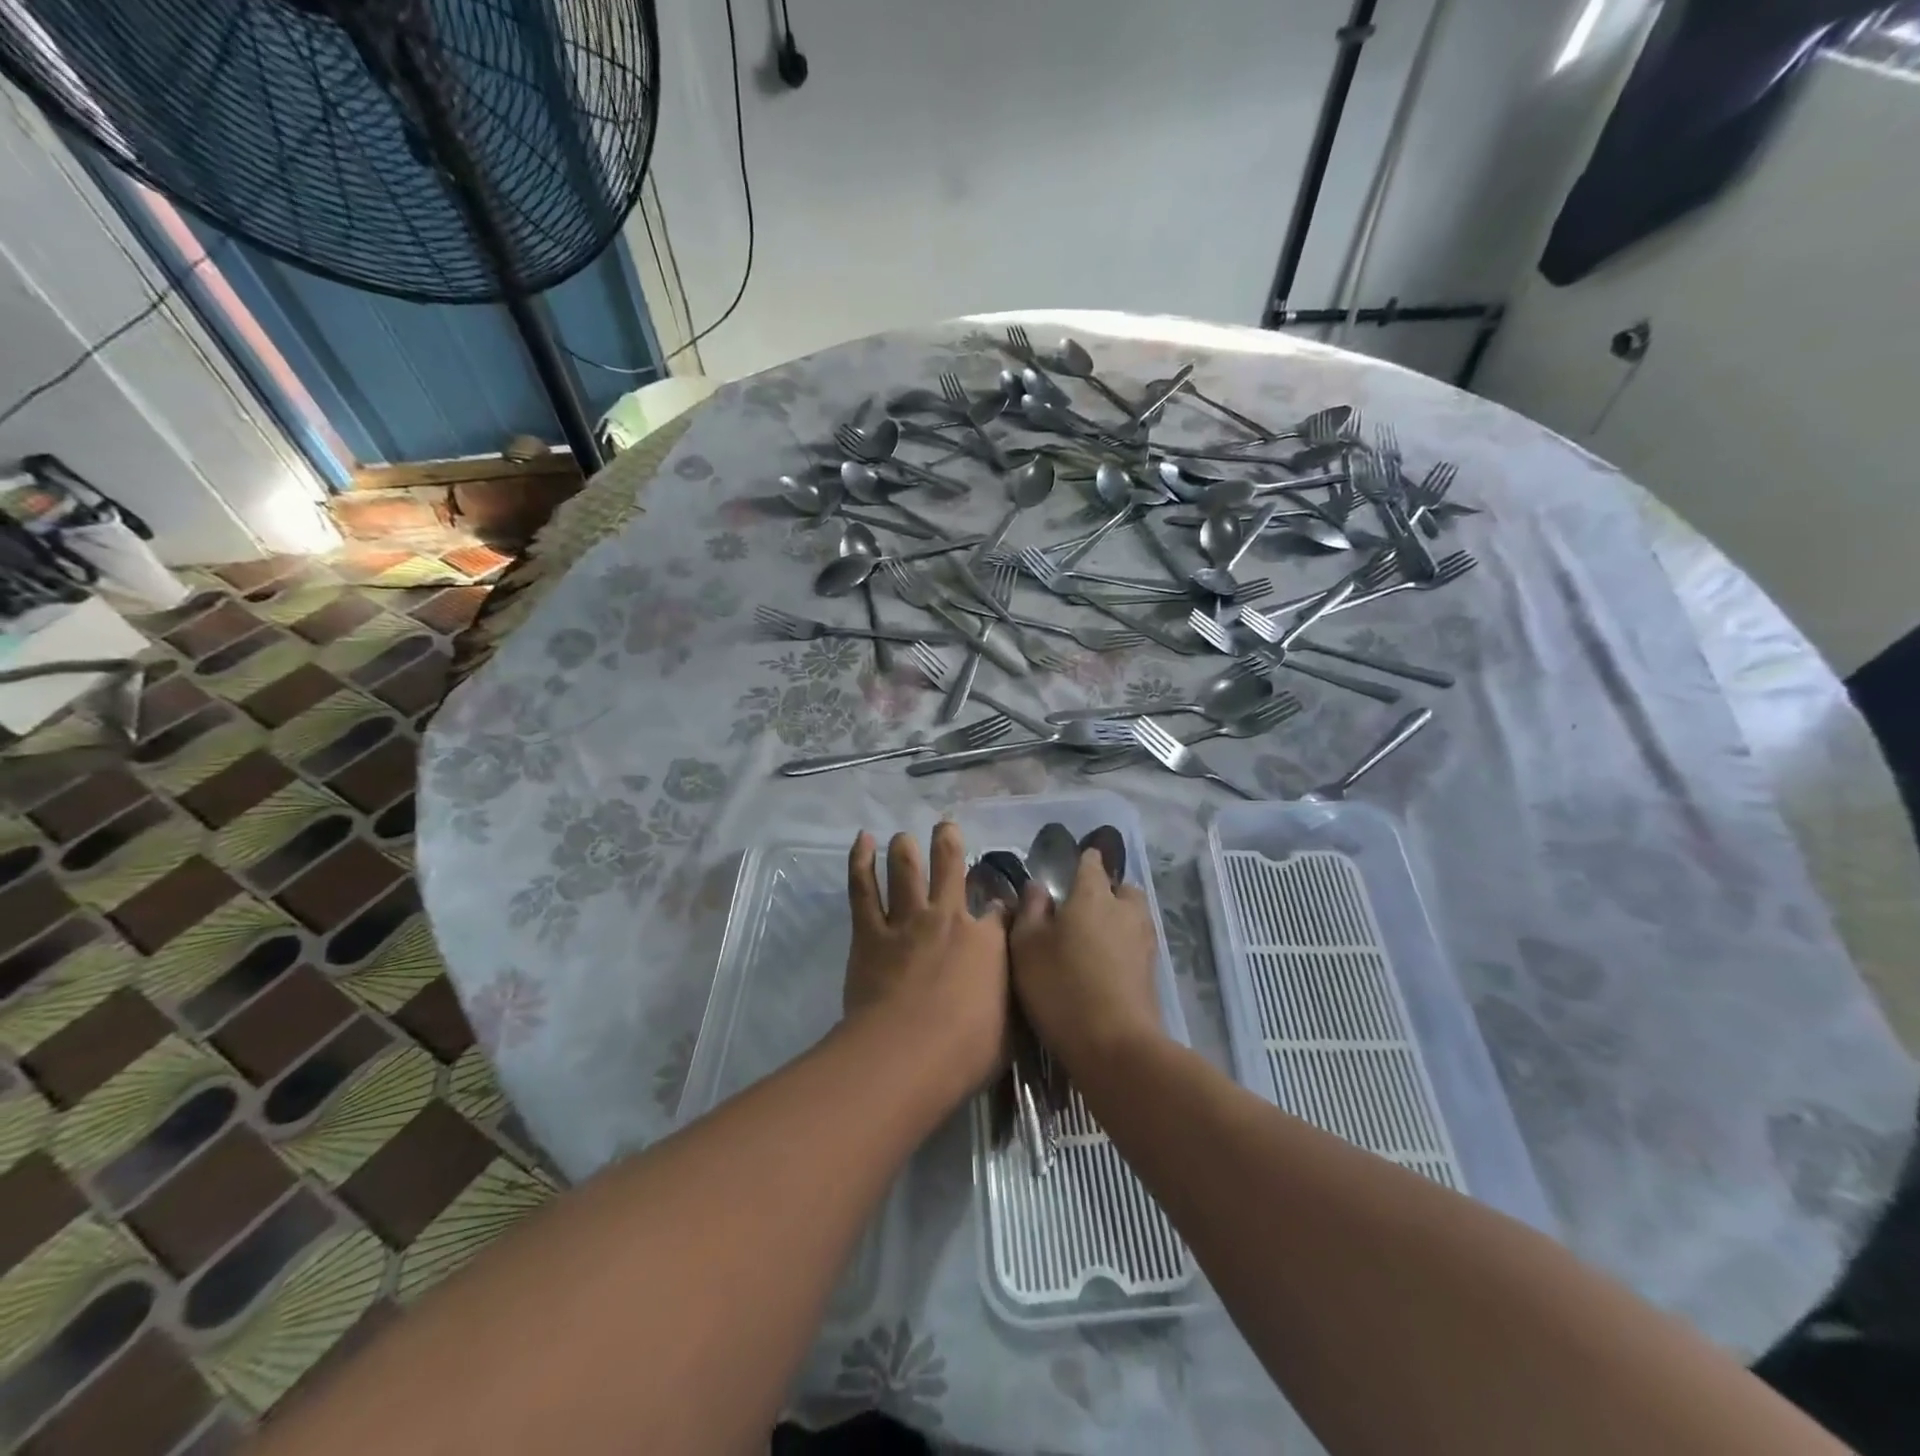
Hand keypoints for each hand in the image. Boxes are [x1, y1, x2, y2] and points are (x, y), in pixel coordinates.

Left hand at [844, 823, 1010, 1093]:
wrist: (906, 1054)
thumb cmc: (966, 1051)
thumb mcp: (1010, 1027)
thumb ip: (1012, 997)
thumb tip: (1020, 986)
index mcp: (987, 941)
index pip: (1000, 911)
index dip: (1002, 906)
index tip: (1001, 908)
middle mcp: (948, 918)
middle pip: (950, 866)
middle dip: (949, 842)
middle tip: (945, 827)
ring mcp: (906, 921)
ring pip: (906, 869)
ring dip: (905, 847)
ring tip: (903, 836)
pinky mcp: (870, 932)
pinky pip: (863, 889)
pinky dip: (860, 861)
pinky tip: (862, 840)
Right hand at [1010, 848, 1162, 1067]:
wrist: (1115, 1045)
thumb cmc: (1061, 987)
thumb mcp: (1027, 947)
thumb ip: (1031, 910)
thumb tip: (1038, 886)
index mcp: (1093, 895)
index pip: (1092, 863)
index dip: (1084, 859)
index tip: (1075, 862)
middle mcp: (1124, 910)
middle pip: (1123, 888)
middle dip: (1108, 890)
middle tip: (1083, 907)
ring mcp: (1144, 941)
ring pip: (1134, 916)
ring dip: (1119, 919)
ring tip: (1094, 938)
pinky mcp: (1152, 972)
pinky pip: (1137, 944)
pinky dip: (1124, 946)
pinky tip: (1105, 964)